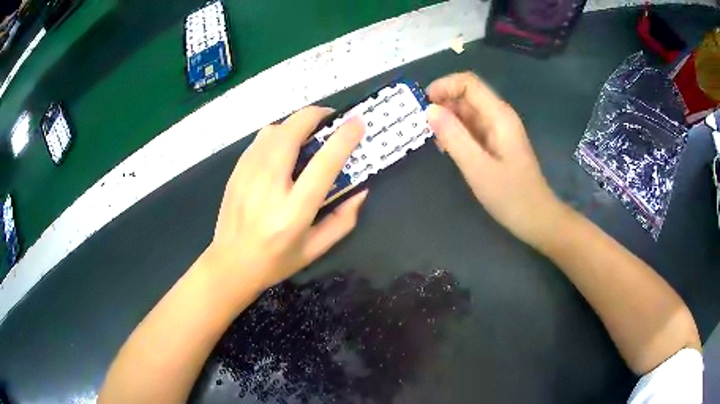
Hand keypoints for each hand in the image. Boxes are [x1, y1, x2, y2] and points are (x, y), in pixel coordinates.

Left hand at [204, 107, 367, 295]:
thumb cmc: (276, 261)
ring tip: (308, 134)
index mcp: (294, 211)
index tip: (357, 122)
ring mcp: (247, 175)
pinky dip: (277, 134)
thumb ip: (343, 220)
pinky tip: (283, 148)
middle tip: (331, 119)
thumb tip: (360, 189)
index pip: (323, 164)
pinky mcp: (236, 172)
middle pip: (292, 132)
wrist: (230, 265)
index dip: (343, 138)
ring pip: (273, 130)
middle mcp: (269, 186)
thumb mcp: (316, 249)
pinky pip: (260, 140)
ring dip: (296, 124)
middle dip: (316, 115)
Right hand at [426, 72, 564, 245]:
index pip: (468, 83)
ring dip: (448, 120)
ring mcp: (499, 130)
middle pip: (467, 95)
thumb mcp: (478, 168)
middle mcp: (499, 117)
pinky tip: (448, 150)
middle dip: (443, 104)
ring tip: (434, 140)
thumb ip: (454, 137)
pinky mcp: (497, 142)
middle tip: (422, 126)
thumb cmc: (510, 196)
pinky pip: (472, 128)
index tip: (423, 104)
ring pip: (468, 112)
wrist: (536, 218)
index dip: (444, 86)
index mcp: (499, 116)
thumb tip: (430, 110)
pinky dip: (457, 133)